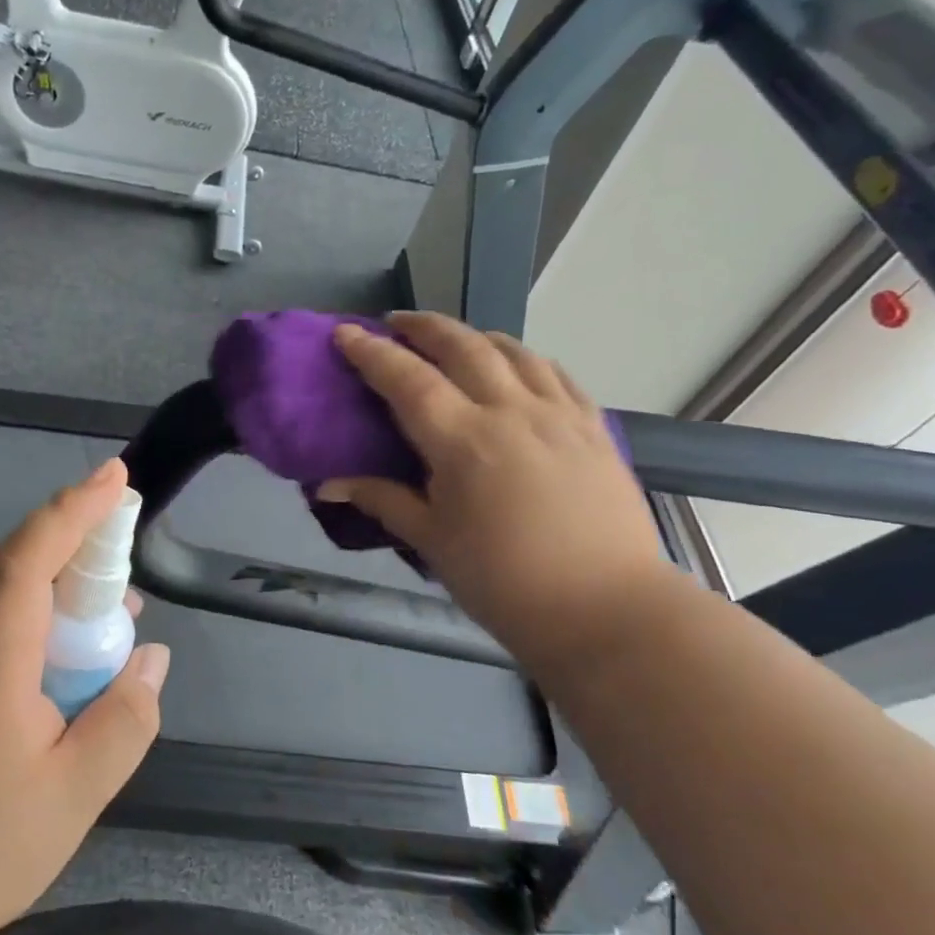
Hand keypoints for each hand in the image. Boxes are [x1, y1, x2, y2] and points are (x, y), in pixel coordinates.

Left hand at [0, 458, 169, 934]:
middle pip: (16, 564)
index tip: (114, 477)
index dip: (71, 511)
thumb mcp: (69, 801)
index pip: (25, 559)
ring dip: (61, 584)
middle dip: (78, 539)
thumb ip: (122, 724)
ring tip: (114, 611)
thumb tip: (150, 659)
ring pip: (4, 595)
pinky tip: (67, 660)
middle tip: (129, 546)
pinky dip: (37, 619)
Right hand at [319, 313, 669, 658]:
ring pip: (513, 350)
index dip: (371, 352)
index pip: (407, 379)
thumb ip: (382, 500)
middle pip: (462, 346)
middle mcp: (511, 411)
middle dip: (423, 327)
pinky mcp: (594, 428)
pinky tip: (516, 366)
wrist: (606, 610)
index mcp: (463, 440)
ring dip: (474, 336)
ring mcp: (559, 414)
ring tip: (453, 340)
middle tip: (396, 323)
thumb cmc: (504, 582)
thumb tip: (328, 484)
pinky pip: (555, 373)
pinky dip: (524, 358)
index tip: (345, 332)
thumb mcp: (432, 542)